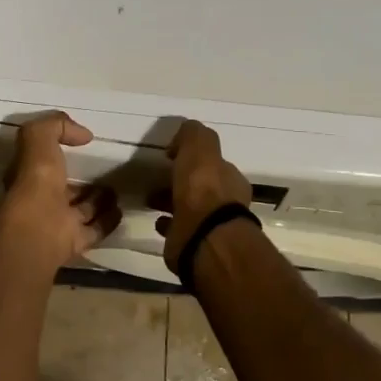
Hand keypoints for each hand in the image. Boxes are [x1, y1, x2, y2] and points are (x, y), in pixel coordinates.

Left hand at [0, 113, 119, 273]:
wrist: (40, 229)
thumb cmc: (36, 179)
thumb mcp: (38, 137)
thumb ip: (56, 126)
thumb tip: (84, 134)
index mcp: (29, 175)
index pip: (44, 161)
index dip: (59, 152)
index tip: (83, 143)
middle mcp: (41, 200)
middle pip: (65, 189)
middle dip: (83, 181)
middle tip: (106, 171)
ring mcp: (58, 223)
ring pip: (81, 209)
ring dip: (98, 200)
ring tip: (118, 190)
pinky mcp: (75, 243)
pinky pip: (95, 229)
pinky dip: (108, 221)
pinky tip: (121, 211)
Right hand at [157, 120, 253, 272]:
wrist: (204, 238)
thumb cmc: (203, 189)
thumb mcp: (200, 147)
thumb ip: (193, 135)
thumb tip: (181, 138)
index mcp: (230, 179)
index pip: (213, 164)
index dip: (194, 159)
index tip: (171, 156)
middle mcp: (225, 203)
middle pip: (201, 187)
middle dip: (181, 181)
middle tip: (158, 178)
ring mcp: (210, 227)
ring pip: (188, 208)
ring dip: (170, 201)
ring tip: (150, 199)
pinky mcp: (193, 245)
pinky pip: (178, 230)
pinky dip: (167, 224)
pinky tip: (157, 220)